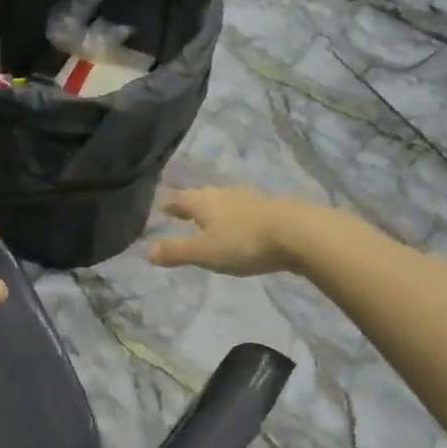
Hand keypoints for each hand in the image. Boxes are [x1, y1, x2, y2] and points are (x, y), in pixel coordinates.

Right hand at [149, 188, 304, 276]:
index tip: (161, 209)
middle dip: (192, 204)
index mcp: (203, 202)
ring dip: (216, 209)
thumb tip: (147, 251)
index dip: (169, 205)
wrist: (298, 233)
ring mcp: (250, 199)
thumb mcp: (204, 252)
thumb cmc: (243, 243)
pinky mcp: (271, 209)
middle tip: (183, 213)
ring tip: (211, 220)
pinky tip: (242, 226)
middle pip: (203, 196)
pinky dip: (237, 217)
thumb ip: (176, 251)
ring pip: (226, 201)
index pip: (179, 199)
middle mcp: (224, 195)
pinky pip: (245, 210)